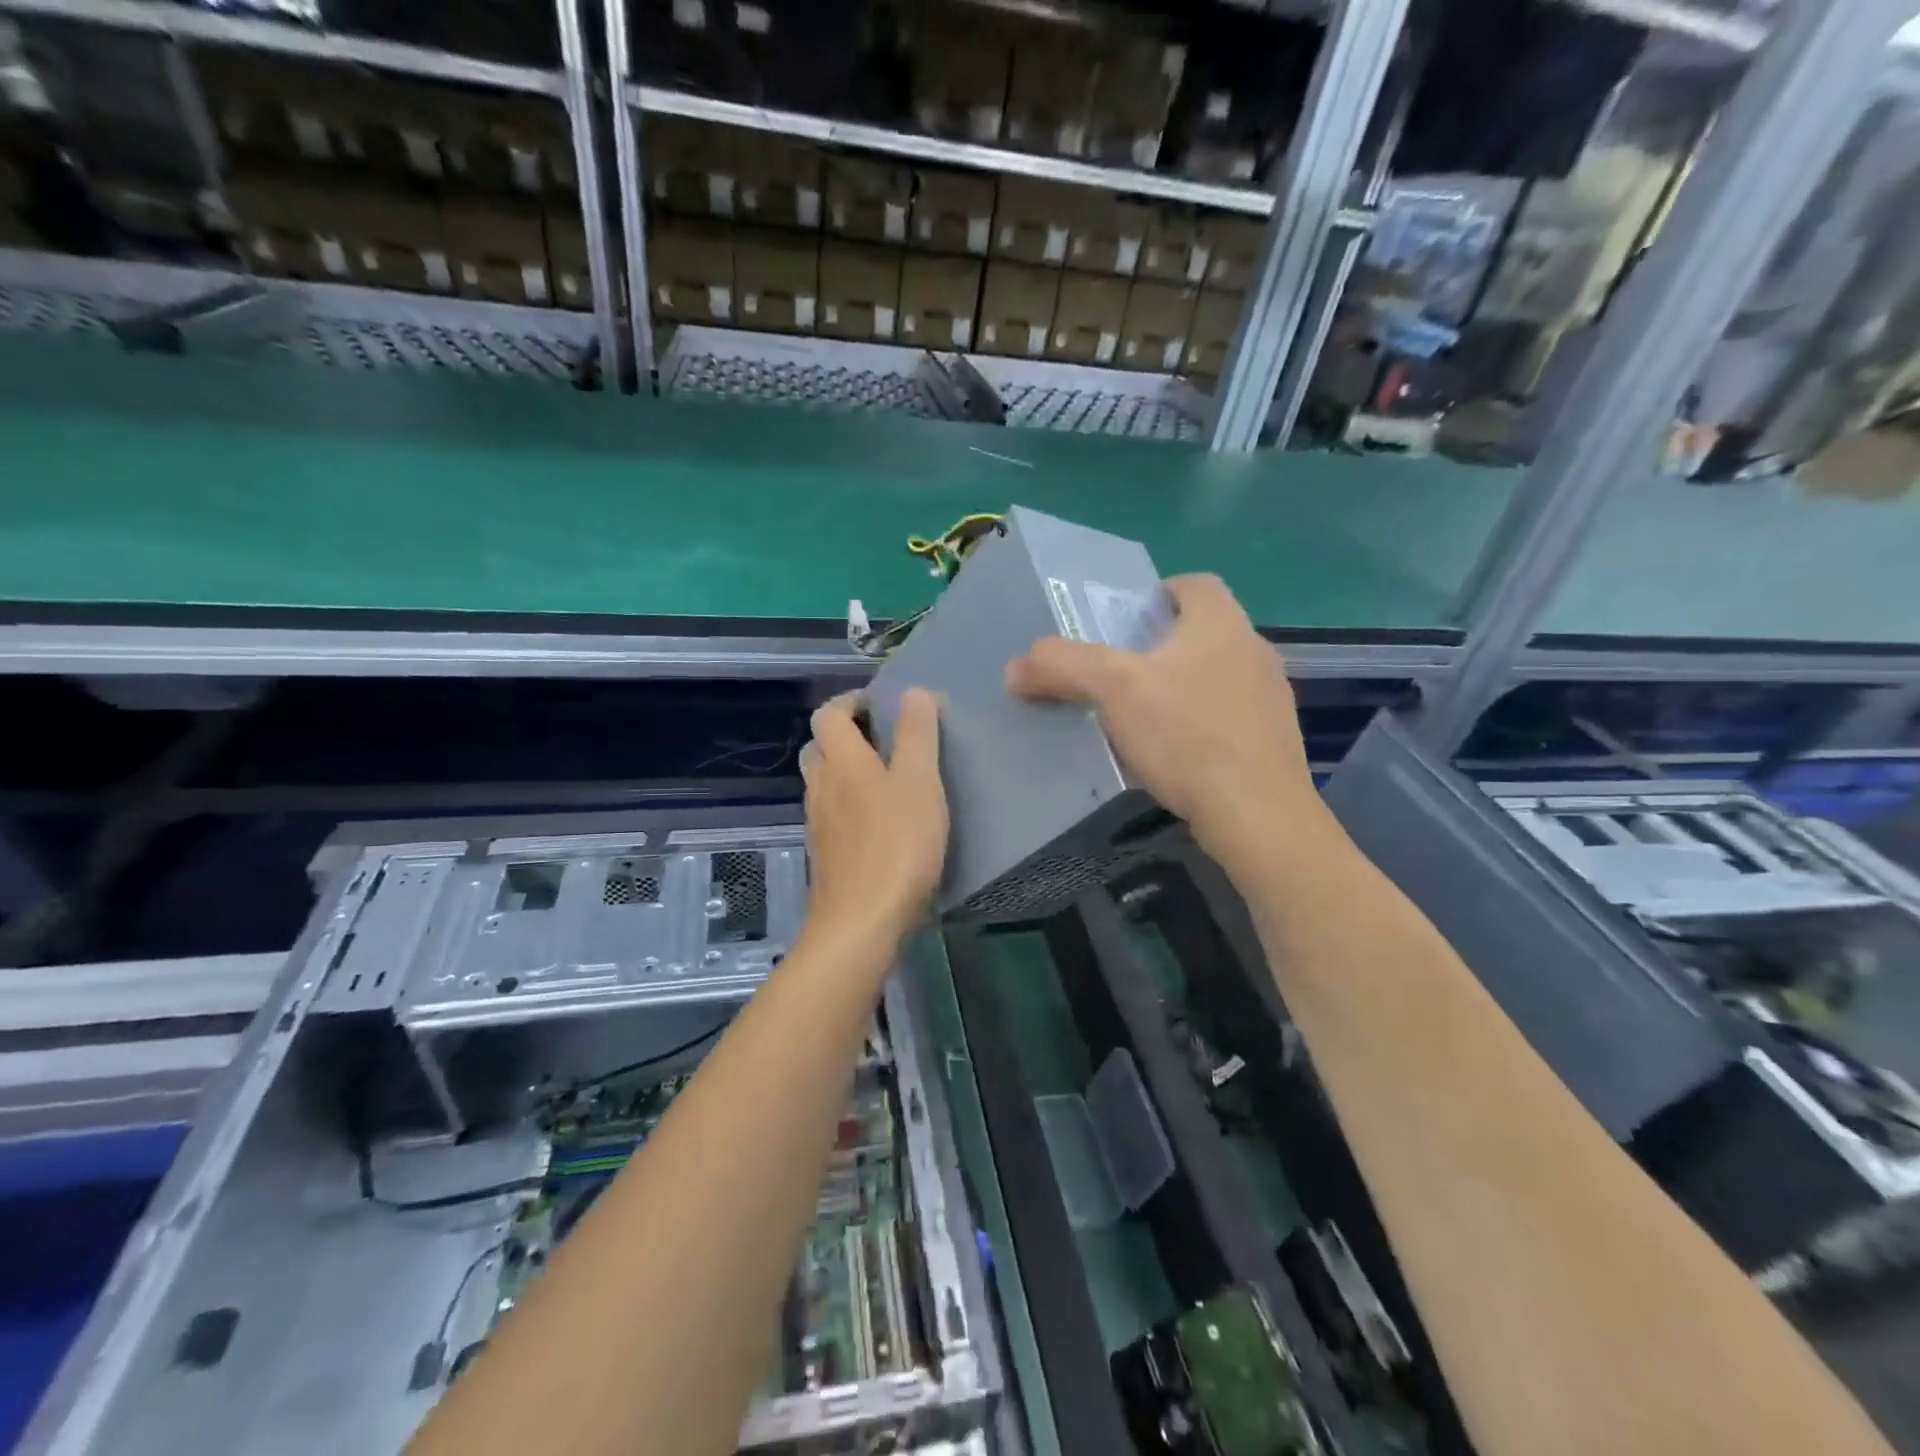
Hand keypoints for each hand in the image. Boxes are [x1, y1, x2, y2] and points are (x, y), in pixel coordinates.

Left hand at [800, 688, 948, 945]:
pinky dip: (849, 806)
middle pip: (819, 748)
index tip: (881, 703)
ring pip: (824, 784)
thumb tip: (913, 691)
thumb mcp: (919, 782)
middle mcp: (820, 787)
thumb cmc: (897, 844)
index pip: (828, 714)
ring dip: (847, 772)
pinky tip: (880, 824)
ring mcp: (818, 825)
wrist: (862, 923)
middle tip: (885, 740)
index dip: (850, 701)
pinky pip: (832, 816)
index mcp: (841, 762)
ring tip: (888, 780)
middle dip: (846, 736)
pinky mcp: (825, 856)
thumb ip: (916, 735)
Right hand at [1006, 574, 1321, 862]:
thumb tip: (1016, 668)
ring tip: (1142, 717)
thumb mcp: (1113, 690)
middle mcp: (1254, 648)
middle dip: (1161, 646)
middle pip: (1203, 631)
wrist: (1256, 814)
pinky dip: (1200, 724)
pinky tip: (1175, 755)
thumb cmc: (1186, 734)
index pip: (1195, 583)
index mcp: (1221, 622)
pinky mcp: (1274, 740)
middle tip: (1119, 673)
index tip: (1125, 623)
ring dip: (1181, 686)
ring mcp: (1271, 697)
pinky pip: (1229, 716)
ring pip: (1216, 675)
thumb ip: (1062, 666)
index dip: (1157, 594)